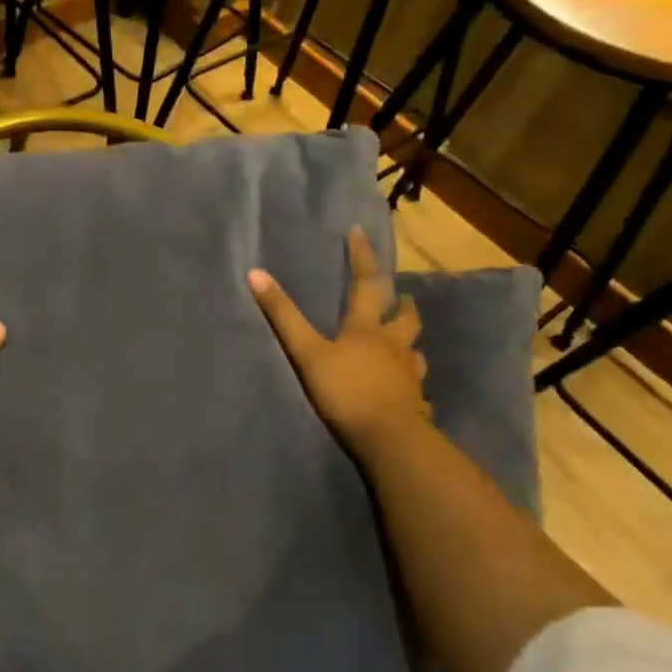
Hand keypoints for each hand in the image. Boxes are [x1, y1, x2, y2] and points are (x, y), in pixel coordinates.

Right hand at [247, 226, 430, 462]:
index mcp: (367, 329)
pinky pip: (416, 388)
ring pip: (414, 352)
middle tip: (402, 297)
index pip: (366, 284)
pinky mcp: (415, 404)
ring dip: (409, 342)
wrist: (389, 439)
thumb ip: (283, 315)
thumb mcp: (307, 352)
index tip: (360, 232)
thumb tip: (255, 273)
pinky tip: (406, 390)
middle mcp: (393, 346)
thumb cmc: (346, 390)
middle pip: (404, 318)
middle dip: (402, 304)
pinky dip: (411, 382)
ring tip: (404, 344)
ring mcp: (408, 375)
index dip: (362, 257)